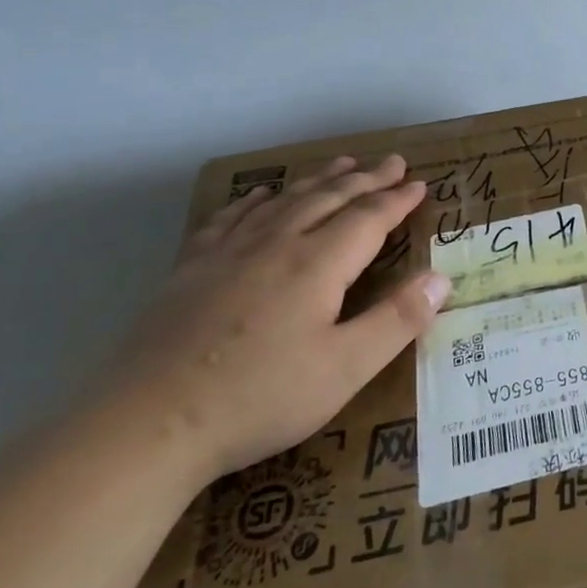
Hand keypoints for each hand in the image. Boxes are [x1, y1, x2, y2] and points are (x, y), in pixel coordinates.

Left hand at [104, 154, 450, 483]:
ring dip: (317, 180)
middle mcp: (275, 245)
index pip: (368, 218)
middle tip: (390, 161)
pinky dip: (254, 200)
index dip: (397, 199)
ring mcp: (226, 254)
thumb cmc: (259, 398)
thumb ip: (398, 320)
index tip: (419, 183)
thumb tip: (441, 278)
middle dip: (364, 178)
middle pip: (327, 198)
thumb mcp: (346, 368)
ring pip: (282, 201)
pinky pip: (230, 219)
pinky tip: (259, 196)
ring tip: (340, 164)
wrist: (145, 426)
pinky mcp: (189, 271)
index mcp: (317, 264)